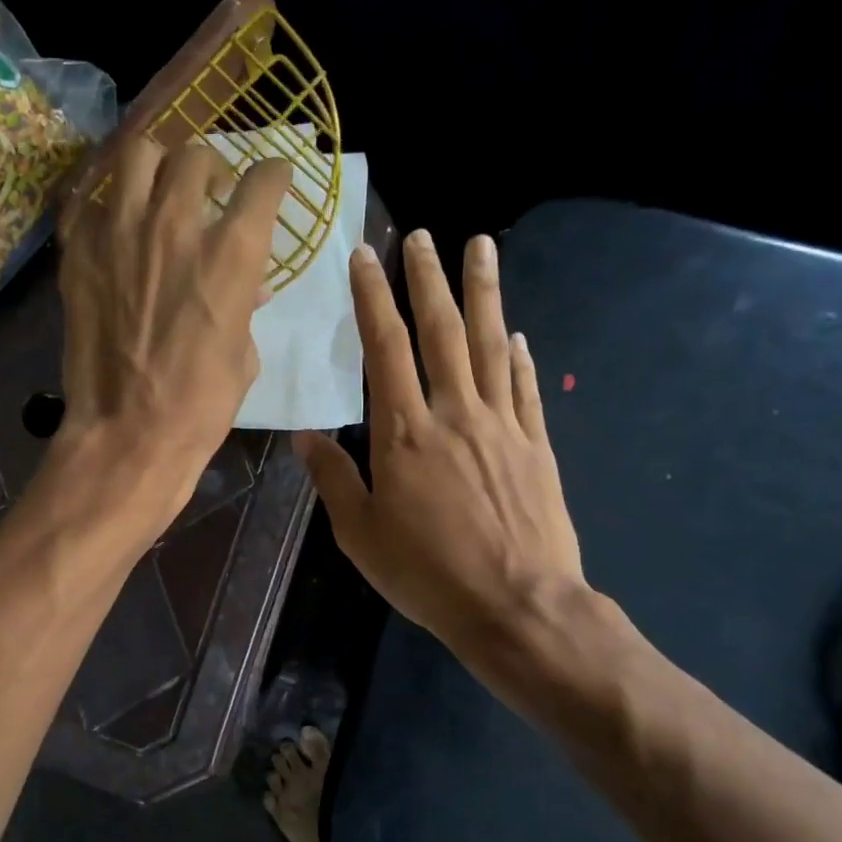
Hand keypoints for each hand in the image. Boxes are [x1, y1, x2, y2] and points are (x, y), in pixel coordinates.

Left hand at [55, 137, 291, 523]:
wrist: (128, 433)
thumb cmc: (201, 405)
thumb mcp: (244, 355)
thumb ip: (246, 307)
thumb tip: (251, 287)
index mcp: (232, 254)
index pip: (262, 182)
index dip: (273, 175)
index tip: (272, 180)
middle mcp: (175, 225)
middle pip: (196, 155)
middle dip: (211, 168)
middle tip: (209, 193)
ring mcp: (120, 233)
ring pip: (138, 155)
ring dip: (157, 167)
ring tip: (159, 192)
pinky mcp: (79, 252)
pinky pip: (93, 201)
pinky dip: (110, 205)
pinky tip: (117, 227)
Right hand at [294, 230, 586, 653]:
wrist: (517, 606)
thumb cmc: (427, 574)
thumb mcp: (360, 534)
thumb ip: (333, 479)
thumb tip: (305, 436)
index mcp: (403, 433)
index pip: (385, 349)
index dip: (373, 299)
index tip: (365, 258)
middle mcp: (454, 414)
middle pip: (440, 331)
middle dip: (427, 279)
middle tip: (422, 235)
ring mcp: (502, 425)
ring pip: (490, 344)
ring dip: (483, 293)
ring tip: (481, 248)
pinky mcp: (536, 445)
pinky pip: (525, 387)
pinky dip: (519, 355)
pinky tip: (517, 333)